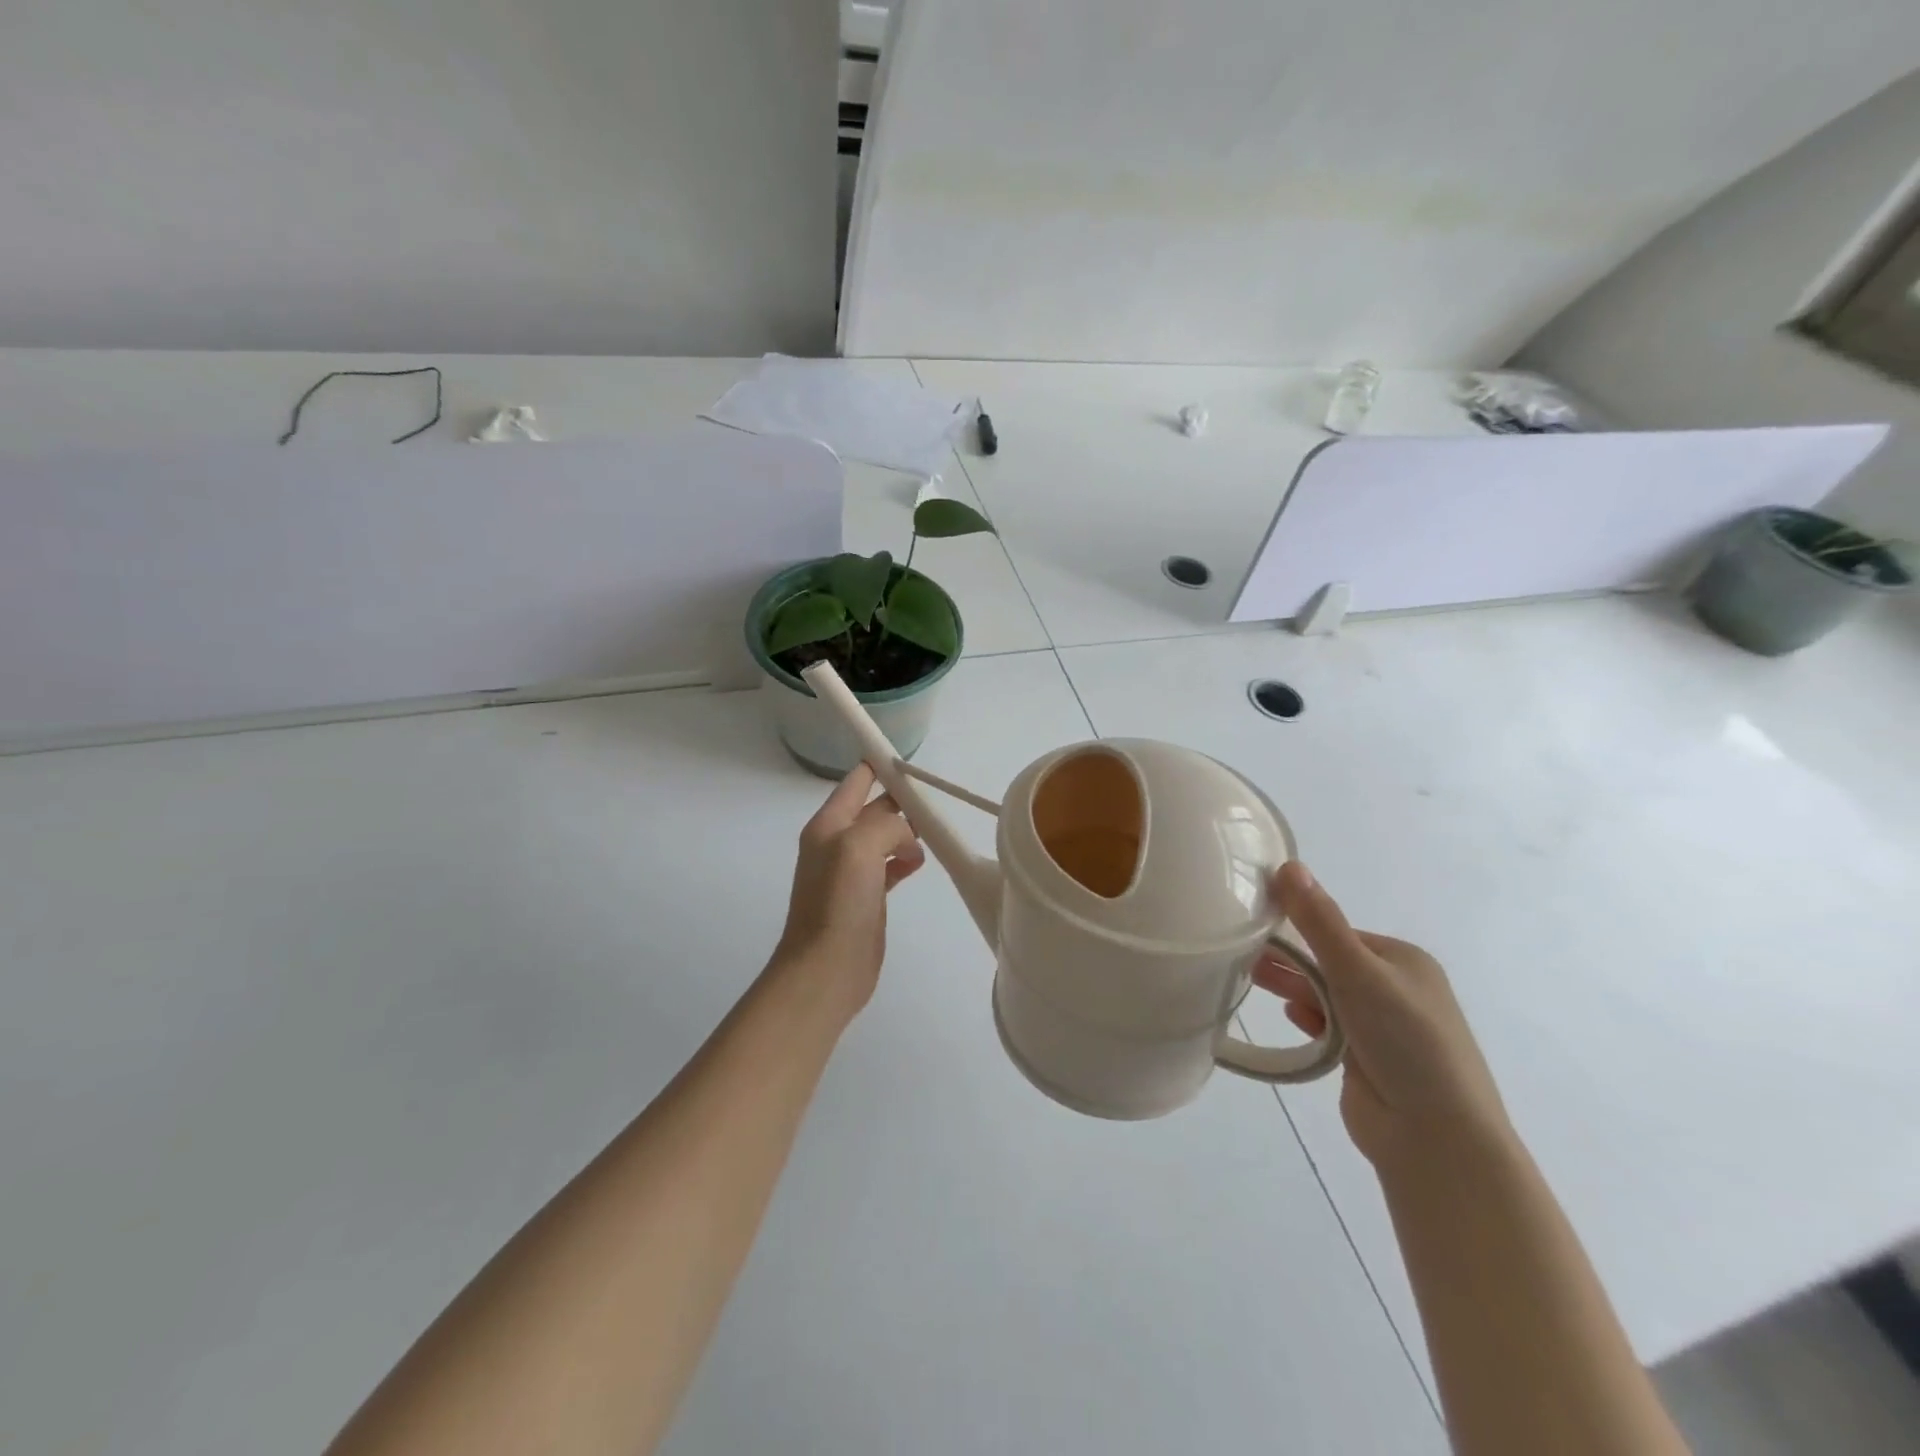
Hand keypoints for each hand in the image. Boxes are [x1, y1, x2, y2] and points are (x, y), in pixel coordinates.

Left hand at [772, 764, 925, 1013]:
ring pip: (884, 837)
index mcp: (828, 825)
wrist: (826, 968)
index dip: (880, 766)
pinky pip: (889, 866)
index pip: (855, 782)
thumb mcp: (859, 846)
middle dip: (901, 800)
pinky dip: (906, 859)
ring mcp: (851, 872)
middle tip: (933, 798)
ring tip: (932, 830)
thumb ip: (886, 824)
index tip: (911, 760)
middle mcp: (837, 843)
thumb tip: (907, 836)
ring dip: (906, 830)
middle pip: (874, 809)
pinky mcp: (866, 897)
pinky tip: (920, 862)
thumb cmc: (838, 903)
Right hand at [1256, 863, 1511, 1171]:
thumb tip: (1288, 864)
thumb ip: (1319, 921)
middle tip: (1240, 954)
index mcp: (1404, 961)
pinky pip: (1328, 1027)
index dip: (1298, 929)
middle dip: (1290, 959)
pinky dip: (1309, 1019)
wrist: (1436, 1138)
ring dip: (1295, 987)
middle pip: (1330, 963)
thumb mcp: (1358, 972)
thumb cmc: (1405, 1041)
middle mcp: (1397, 989)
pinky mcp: (1367, 1059)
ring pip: (1326, 995)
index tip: (1255, 929)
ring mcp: (1383, 1027)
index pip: (1338, 932)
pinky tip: (1292, 1018)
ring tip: (1249, 979)